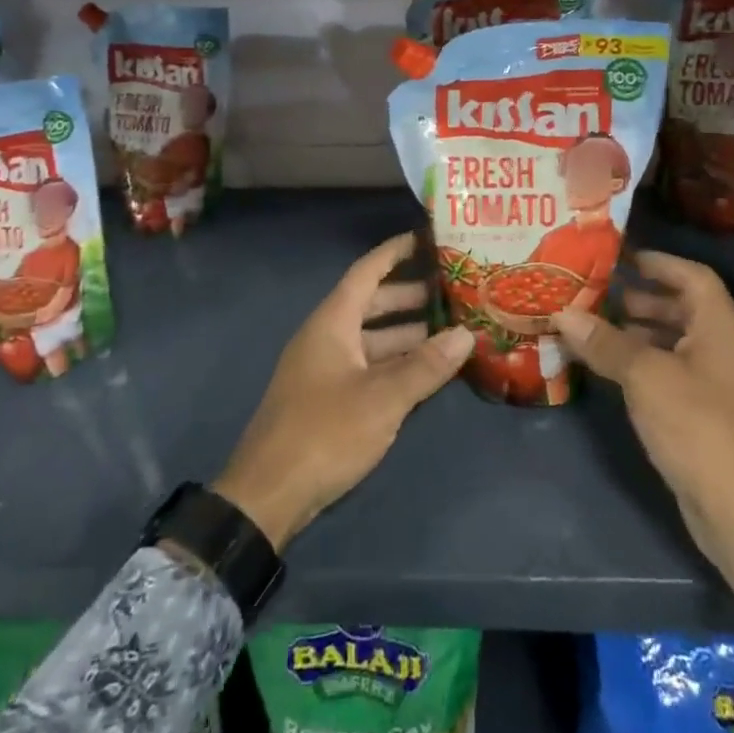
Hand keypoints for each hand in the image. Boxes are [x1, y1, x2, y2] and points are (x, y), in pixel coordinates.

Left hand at [214, 233, 469, 551]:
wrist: (267, 495)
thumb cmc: (325, 433)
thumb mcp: (382, 399)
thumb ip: (425, 366)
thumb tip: (466, 334)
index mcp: (332, 323)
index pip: (367, 271)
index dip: (395, 252)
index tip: (427, 237)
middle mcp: (326, 337)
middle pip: (371, 303)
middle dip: (410, 295)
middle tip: (452, 290)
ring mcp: (324, 369)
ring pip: (371, 338)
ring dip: (406, 333)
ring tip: (449, 331)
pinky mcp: (326, 399)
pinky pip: (367, 366)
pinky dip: (394, 363)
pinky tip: (423, 372)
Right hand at [556, 251, 733, 626]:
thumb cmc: (697, 426)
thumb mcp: (645, 377)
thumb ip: (606, 343)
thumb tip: (564, 313)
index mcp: (719, 328)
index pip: (693, 277)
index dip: (660, 262)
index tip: (623, 256)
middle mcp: (721, 349)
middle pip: (684, 308)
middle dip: (643, 297)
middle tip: (600, 293)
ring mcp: (714, 384)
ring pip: (675, 342)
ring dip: (639, 331)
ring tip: (597, 328)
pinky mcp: (703, 415)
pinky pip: (669, 372)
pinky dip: (642, 363)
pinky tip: (612, 369)